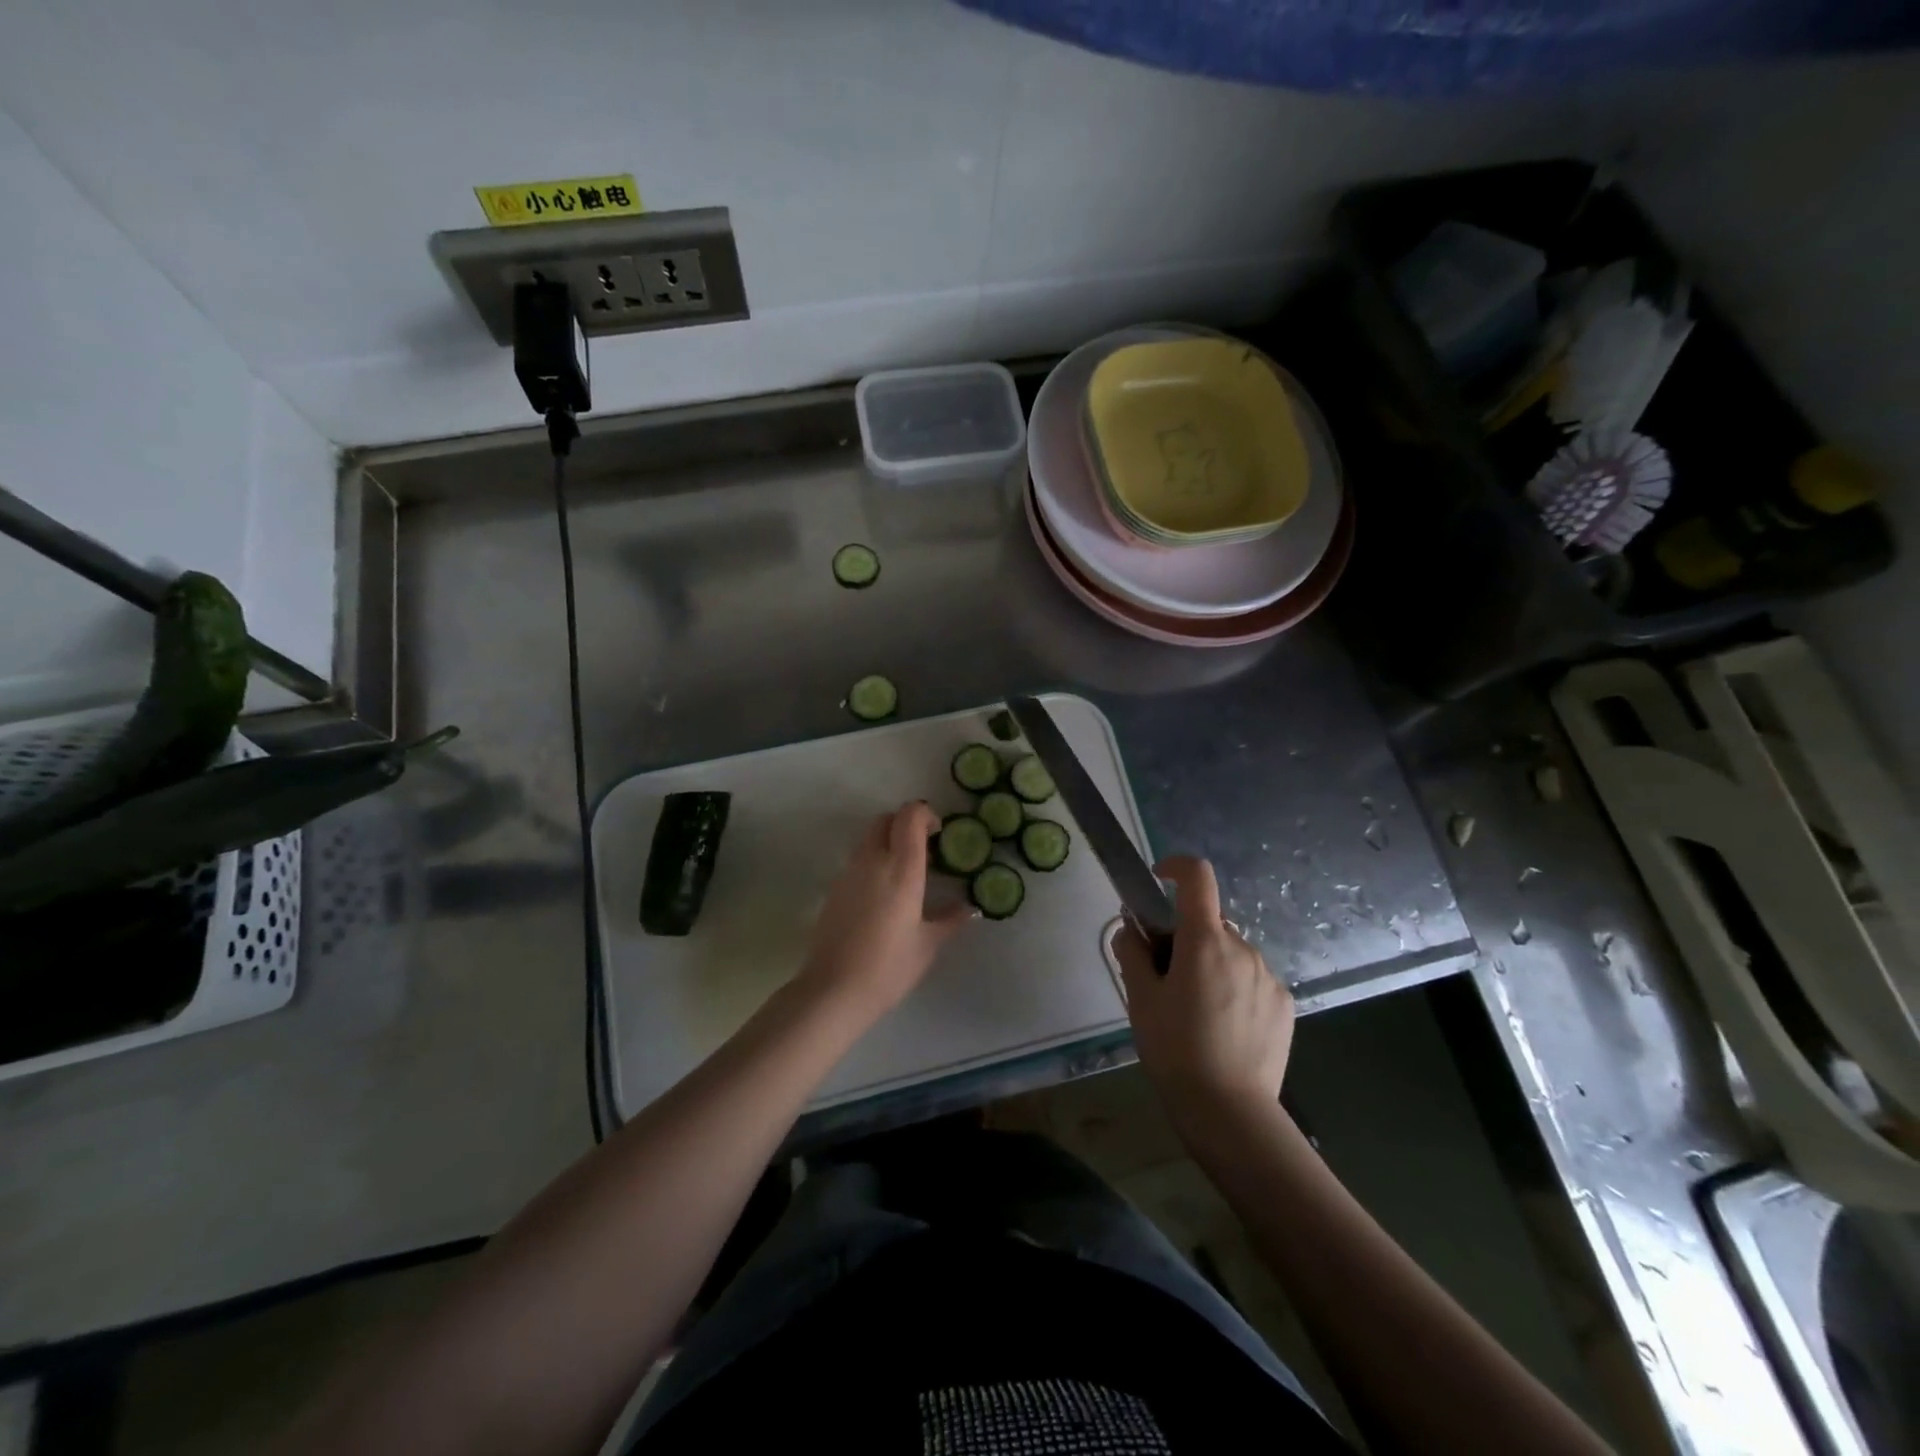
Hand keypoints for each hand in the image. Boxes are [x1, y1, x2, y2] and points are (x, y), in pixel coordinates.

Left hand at [795, 801, 974, 1022]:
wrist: (833, 990)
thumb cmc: (889, 967)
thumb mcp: (928, 944)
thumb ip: (950, 919)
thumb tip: (969, 908)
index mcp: (902, 869)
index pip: (909, 816)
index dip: (925, 815)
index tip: (938, 835)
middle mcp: (873, 861)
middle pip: (886, 819)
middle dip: (905, 825)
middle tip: (924, 852)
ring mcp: (849, 873)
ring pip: (869, 838)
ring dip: (888, 843)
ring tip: (905, 876)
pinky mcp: (834, 889)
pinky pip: (857, 861)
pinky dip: (873, 863)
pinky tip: (883, 897)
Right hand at [1113, 856, 1294, 1119]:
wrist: (1229, 1111)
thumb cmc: (1175, 1049)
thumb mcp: (1140, 999)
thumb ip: (1132, 952)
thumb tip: (1131, 927)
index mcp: (1205, 940)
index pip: (1197, 877)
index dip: (1176, 867)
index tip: (1158, 881)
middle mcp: (1242, 948)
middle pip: (1209, 923)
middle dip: (1186, 937)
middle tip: (1166, 978)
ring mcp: (1268, 976)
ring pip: (1231, 953)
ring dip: (1211, 964)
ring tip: (1195, 1012)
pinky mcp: (1284, 1004)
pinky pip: (1252, 979)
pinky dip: (1234, 987)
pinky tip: (1224, 1028)